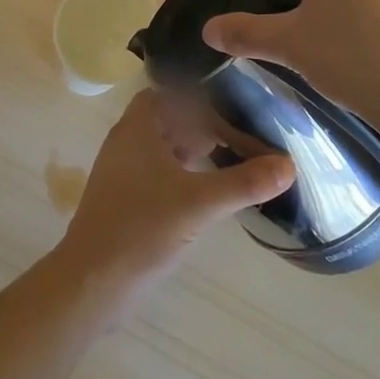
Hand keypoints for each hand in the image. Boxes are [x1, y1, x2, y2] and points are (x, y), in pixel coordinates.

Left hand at [57, 91, 294, 289]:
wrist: (90, 284)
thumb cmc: (141, 229)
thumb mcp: (199, 204)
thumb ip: (244, 183)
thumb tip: (289, 165)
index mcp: (137, 128)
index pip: (167, 93)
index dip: (197, 98)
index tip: (230, 107)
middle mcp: (125, 142)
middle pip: (167, 120)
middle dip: (200, 126)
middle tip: (238, 136)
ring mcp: (121, 173)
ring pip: (161, 148)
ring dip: (191, 151)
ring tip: (228, 161)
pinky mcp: (122, 200)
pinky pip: (156, 173)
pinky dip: (181, 174)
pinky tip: (204, 193)